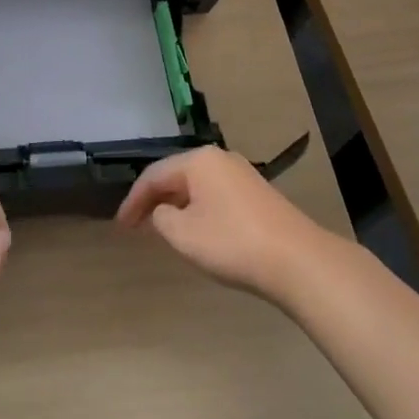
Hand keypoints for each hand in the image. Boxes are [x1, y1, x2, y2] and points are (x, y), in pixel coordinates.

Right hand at [116, 147, 338, 305]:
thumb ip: (162, 219)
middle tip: (136, 225)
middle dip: (154, 200)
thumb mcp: (184, 234)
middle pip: (176, 175)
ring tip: (162, 228)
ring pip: (197, 185)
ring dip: (177, 205)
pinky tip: (197, 229)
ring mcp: (241, 174)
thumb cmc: (232, 242)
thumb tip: (163, 211)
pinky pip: (215, 195)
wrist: (297, 260)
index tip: (120, 226)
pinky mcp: (257, 194)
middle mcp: (219, 158)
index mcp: (198, 160)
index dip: (133, 200)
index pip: (154, 175)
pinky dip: (198, 209)